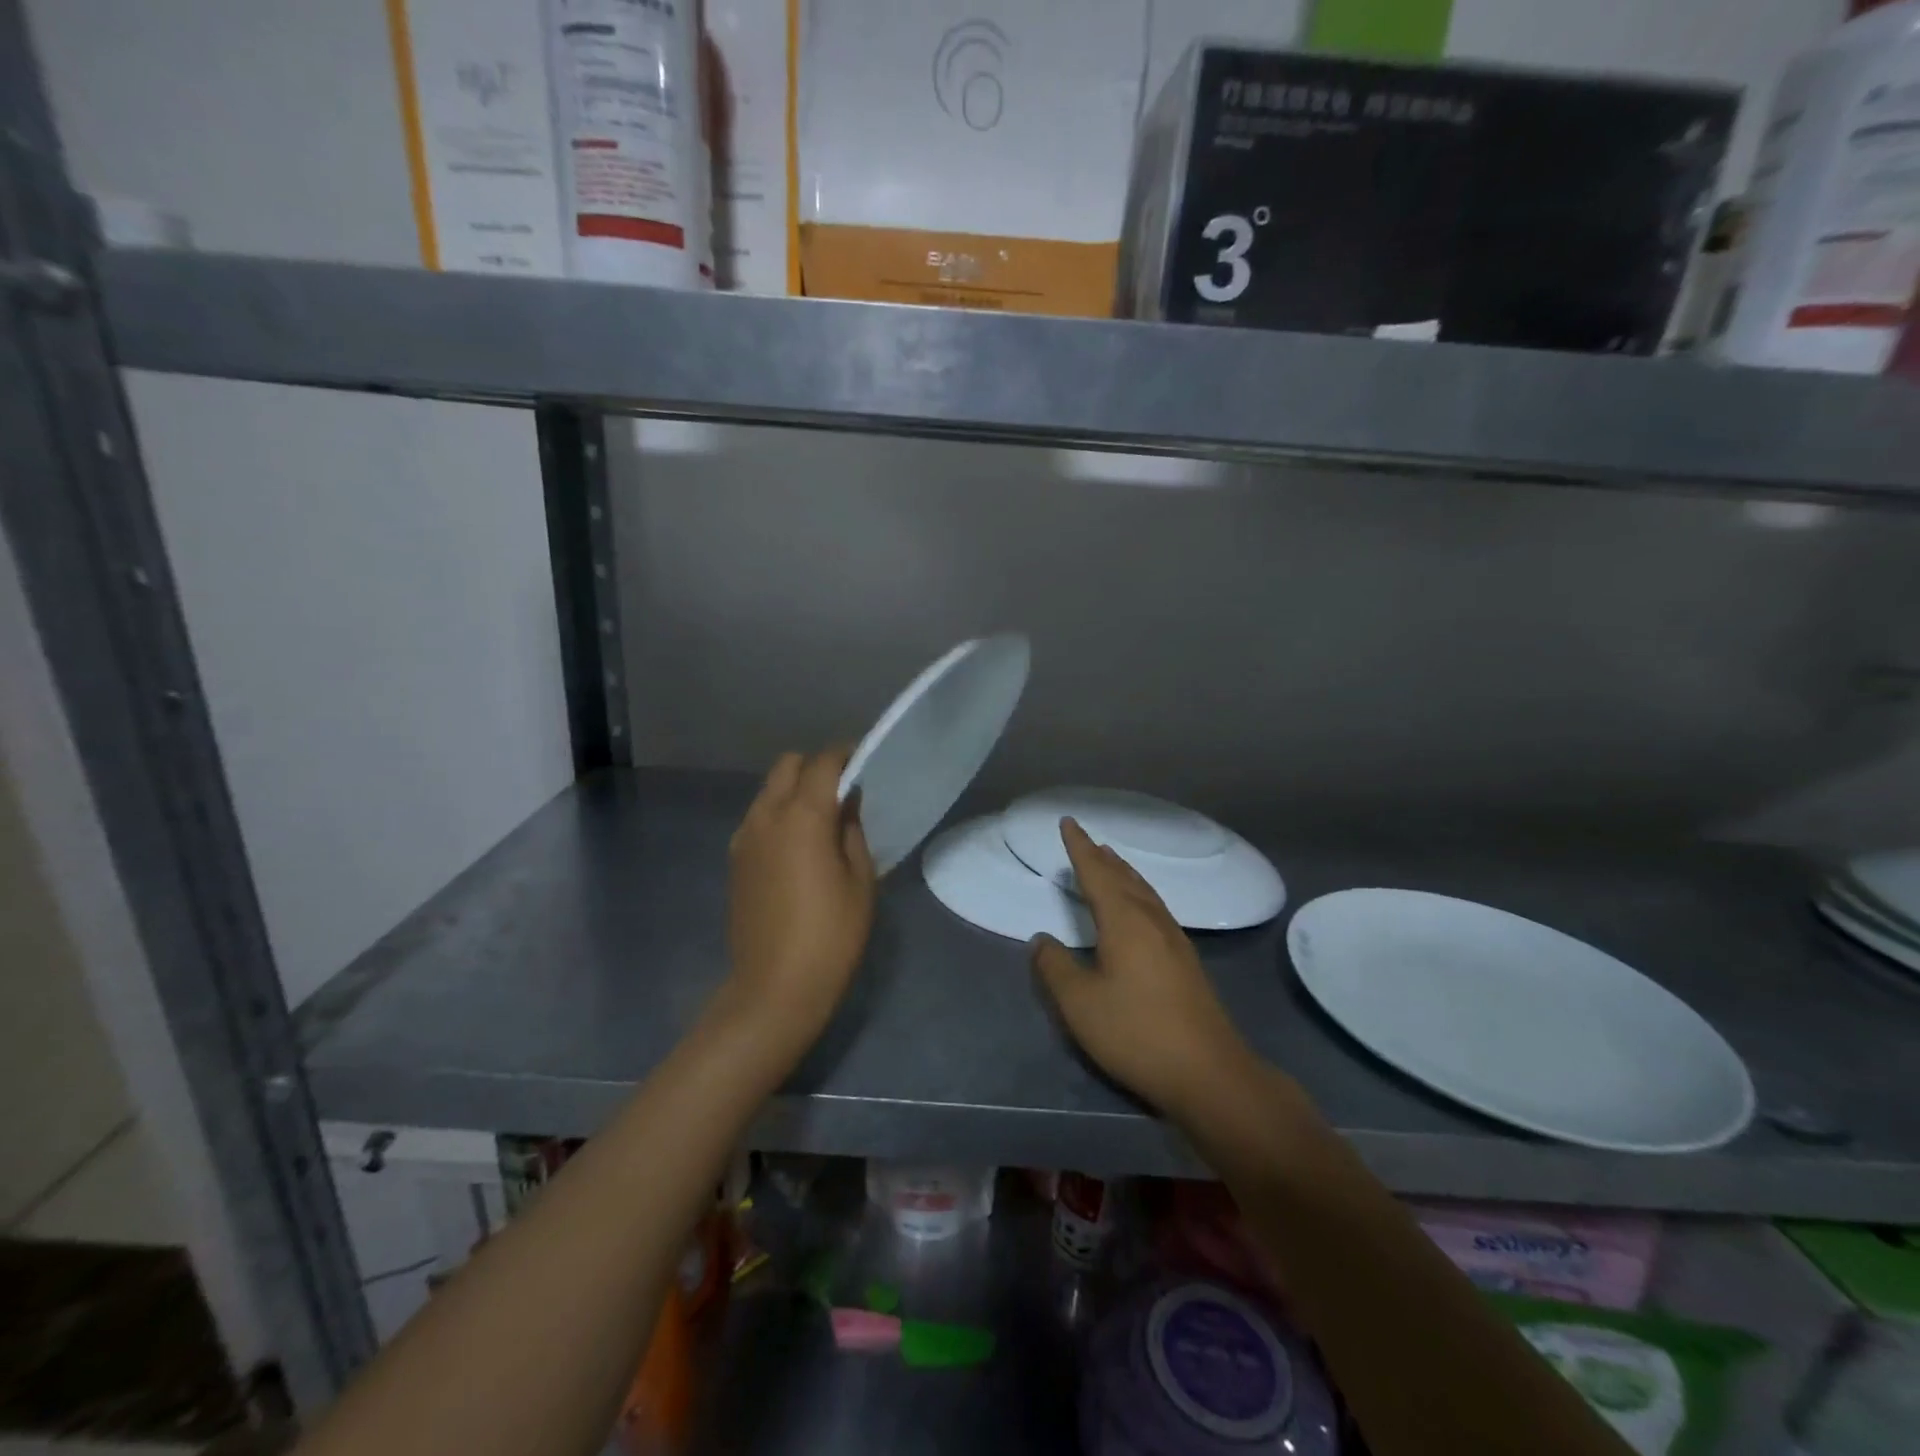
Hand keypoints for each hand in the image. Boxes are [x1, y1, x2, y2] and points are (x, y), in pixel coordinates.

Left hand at [724, 747, 876, 1048]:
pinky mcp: (735, 860)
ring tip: (821, 818)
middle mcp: (766, 816)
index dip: (846, 755)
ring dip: (794, 790)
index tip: (864, 761)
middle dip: (815, 766)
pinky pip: (758, 818)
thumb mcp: (860, 882)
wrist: (774, 987)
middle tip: (842, 790)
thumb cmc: (831, 935)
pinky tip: (797, 845)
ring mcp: (744, 838)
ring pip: (768, 790)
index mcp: (802, 817)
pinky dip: (778, 814)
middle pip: (787, 766)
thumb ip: (853, 831)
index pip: (823, 763)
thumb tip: (847, 803)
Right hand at [1031, 818, 1255, 1116]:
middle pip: (1123, 877)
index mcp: (1124, 921)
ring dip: (1124, 872)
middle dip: (1102, 856)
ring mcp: (1174, 939)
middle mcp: (1151, 920)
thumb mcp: (1080, 1003)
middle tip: (1087, 839)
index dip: (1079, 848)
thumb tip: (1041, 939)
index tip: (1068, 822)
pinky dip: (1139, 892)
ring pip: (1144, 891)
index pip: (1096, 873)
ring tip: (1111, 860)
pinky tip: (1140, 907)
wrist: (1208, 1072)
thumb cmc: (1137, 1033)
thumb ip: (1055, 967)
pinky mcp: (1186, 960)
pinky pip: (1155, 907)